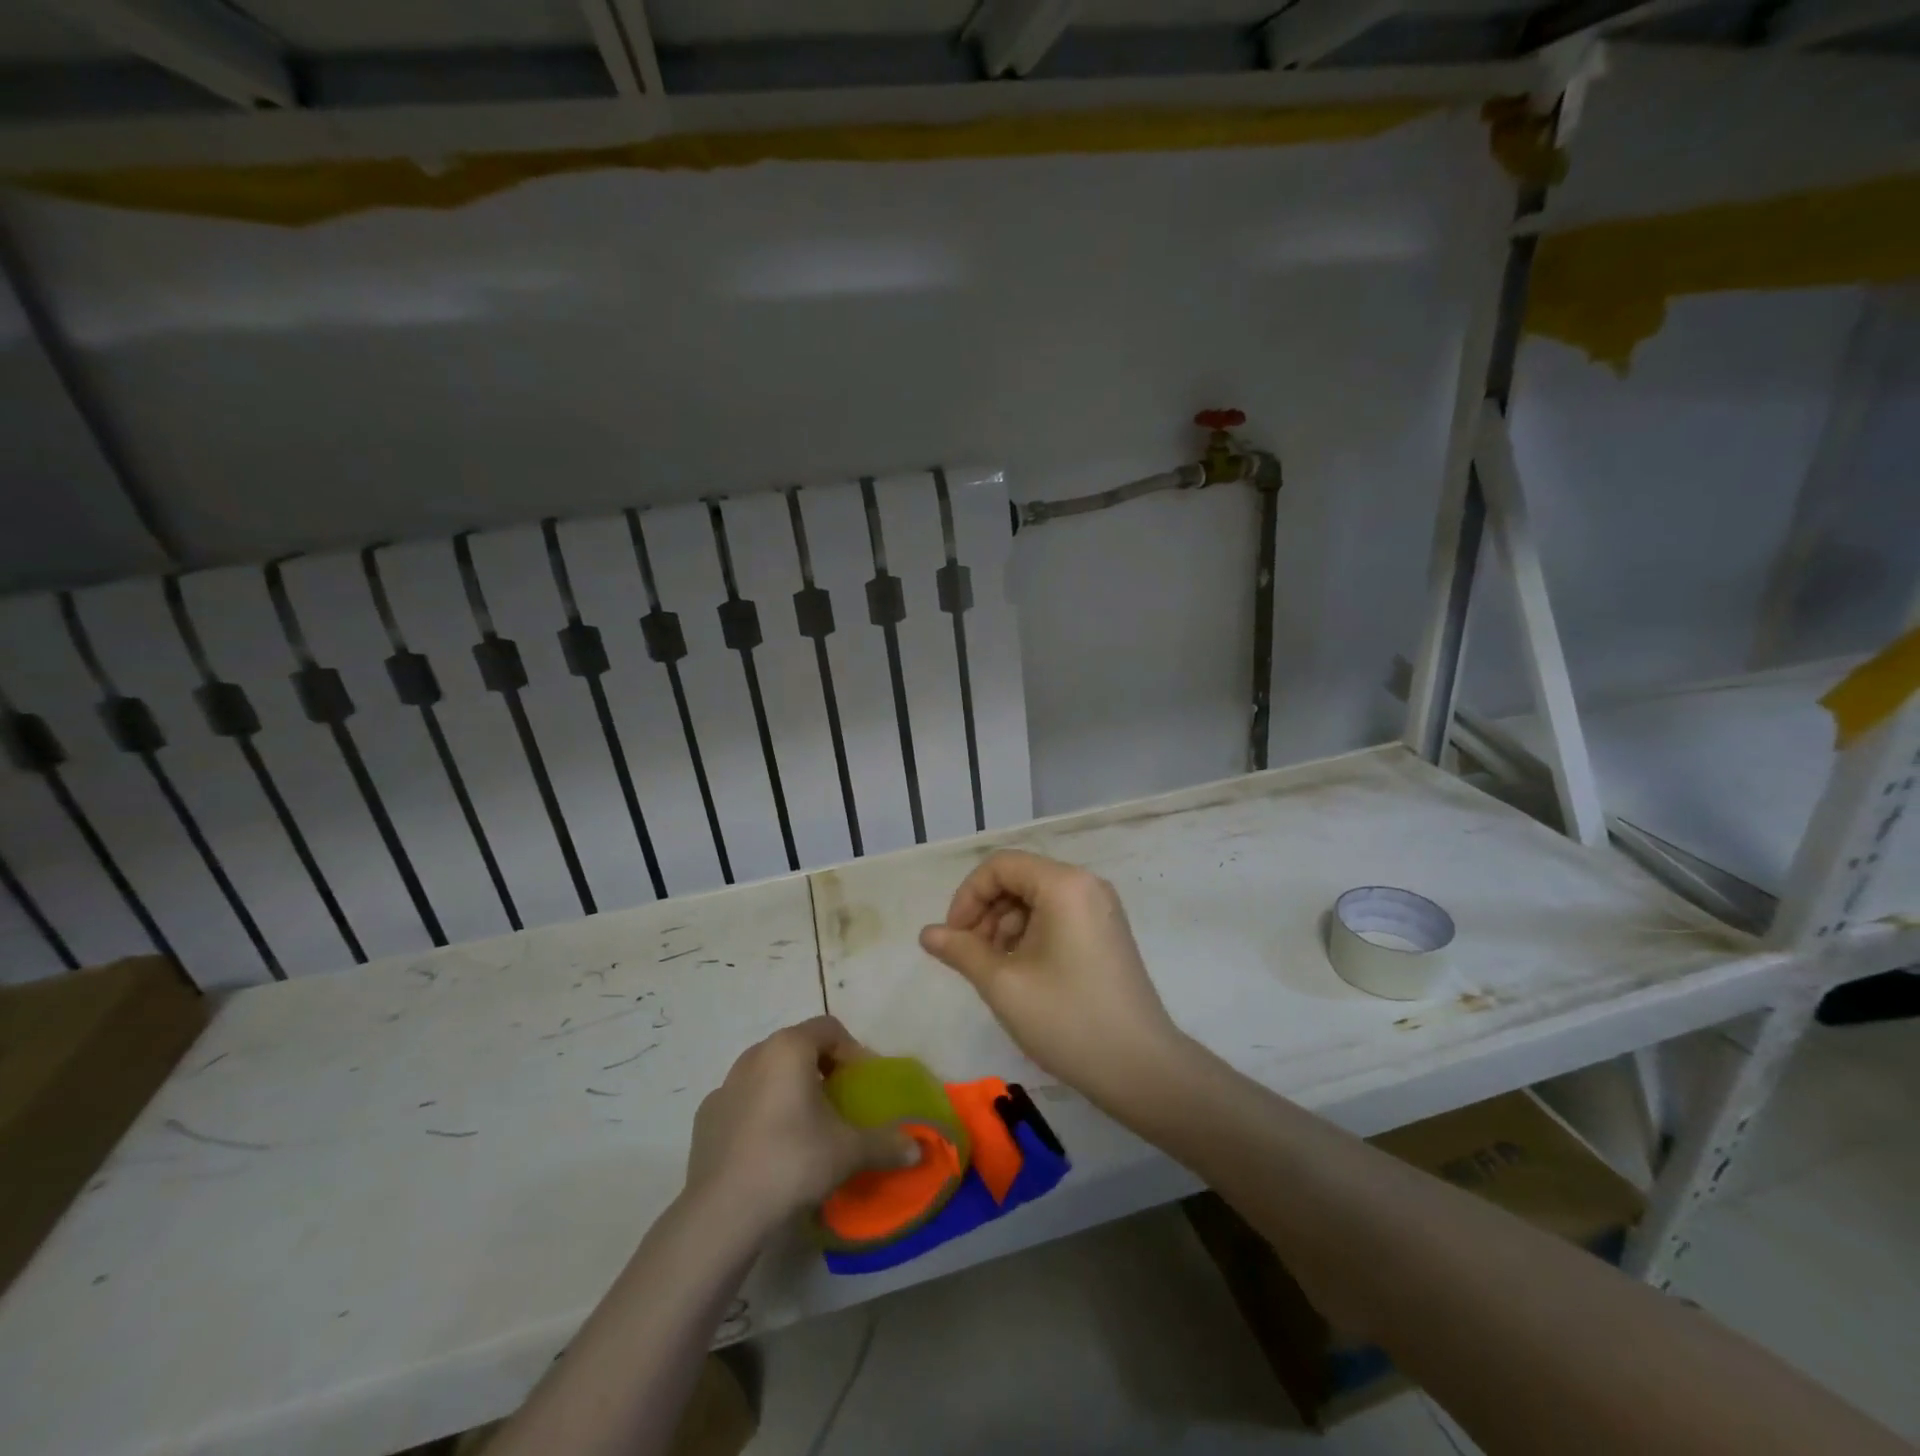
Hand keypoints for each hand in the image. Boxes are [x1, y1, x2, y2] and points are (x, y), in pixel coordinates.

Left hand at [685, 1017, 916, 1232]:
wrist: (723, 1212)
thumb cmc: (793, 1161)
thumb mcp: (848, 1151)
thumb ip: (885, 1143)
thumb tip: (917, 1148)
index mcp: (789, 1048)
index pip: (829, 1029)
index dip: (852, 1051)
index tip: (862, 1083)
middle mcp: (755, 1055)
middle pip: (797, 1047)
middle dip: (821, 1068)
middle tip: (839, 1102)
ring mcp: (725, 1084)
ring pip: (767, 1072)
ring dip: (789, 1088)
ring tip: (805, 1125)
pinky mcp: (706, 1116)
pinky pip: (743, 1101)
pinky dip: (760, 1112)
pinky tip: (770, 1147)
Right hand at [918, 851, 1186, 1112]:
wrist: (1141, 1069)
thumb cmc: (1068, 1020)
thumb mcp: (1004, 984)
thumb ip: (961, 950)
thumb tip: (927, 933)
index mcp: (1064, 884)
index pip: (1000, 866)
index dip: (967, 896)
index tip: (953, 938)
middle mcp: (1086, 885)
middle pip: (1019, 879)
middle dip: (986, 913)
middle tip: (970, 958)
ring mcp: (1101, 908)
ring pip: (1036, 900)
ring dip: (1005, 927)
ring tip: (994, 971)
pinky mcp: (1106, 932)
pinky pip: (1057, 917)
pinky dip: (1030, 936)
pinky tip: (1021, 974)